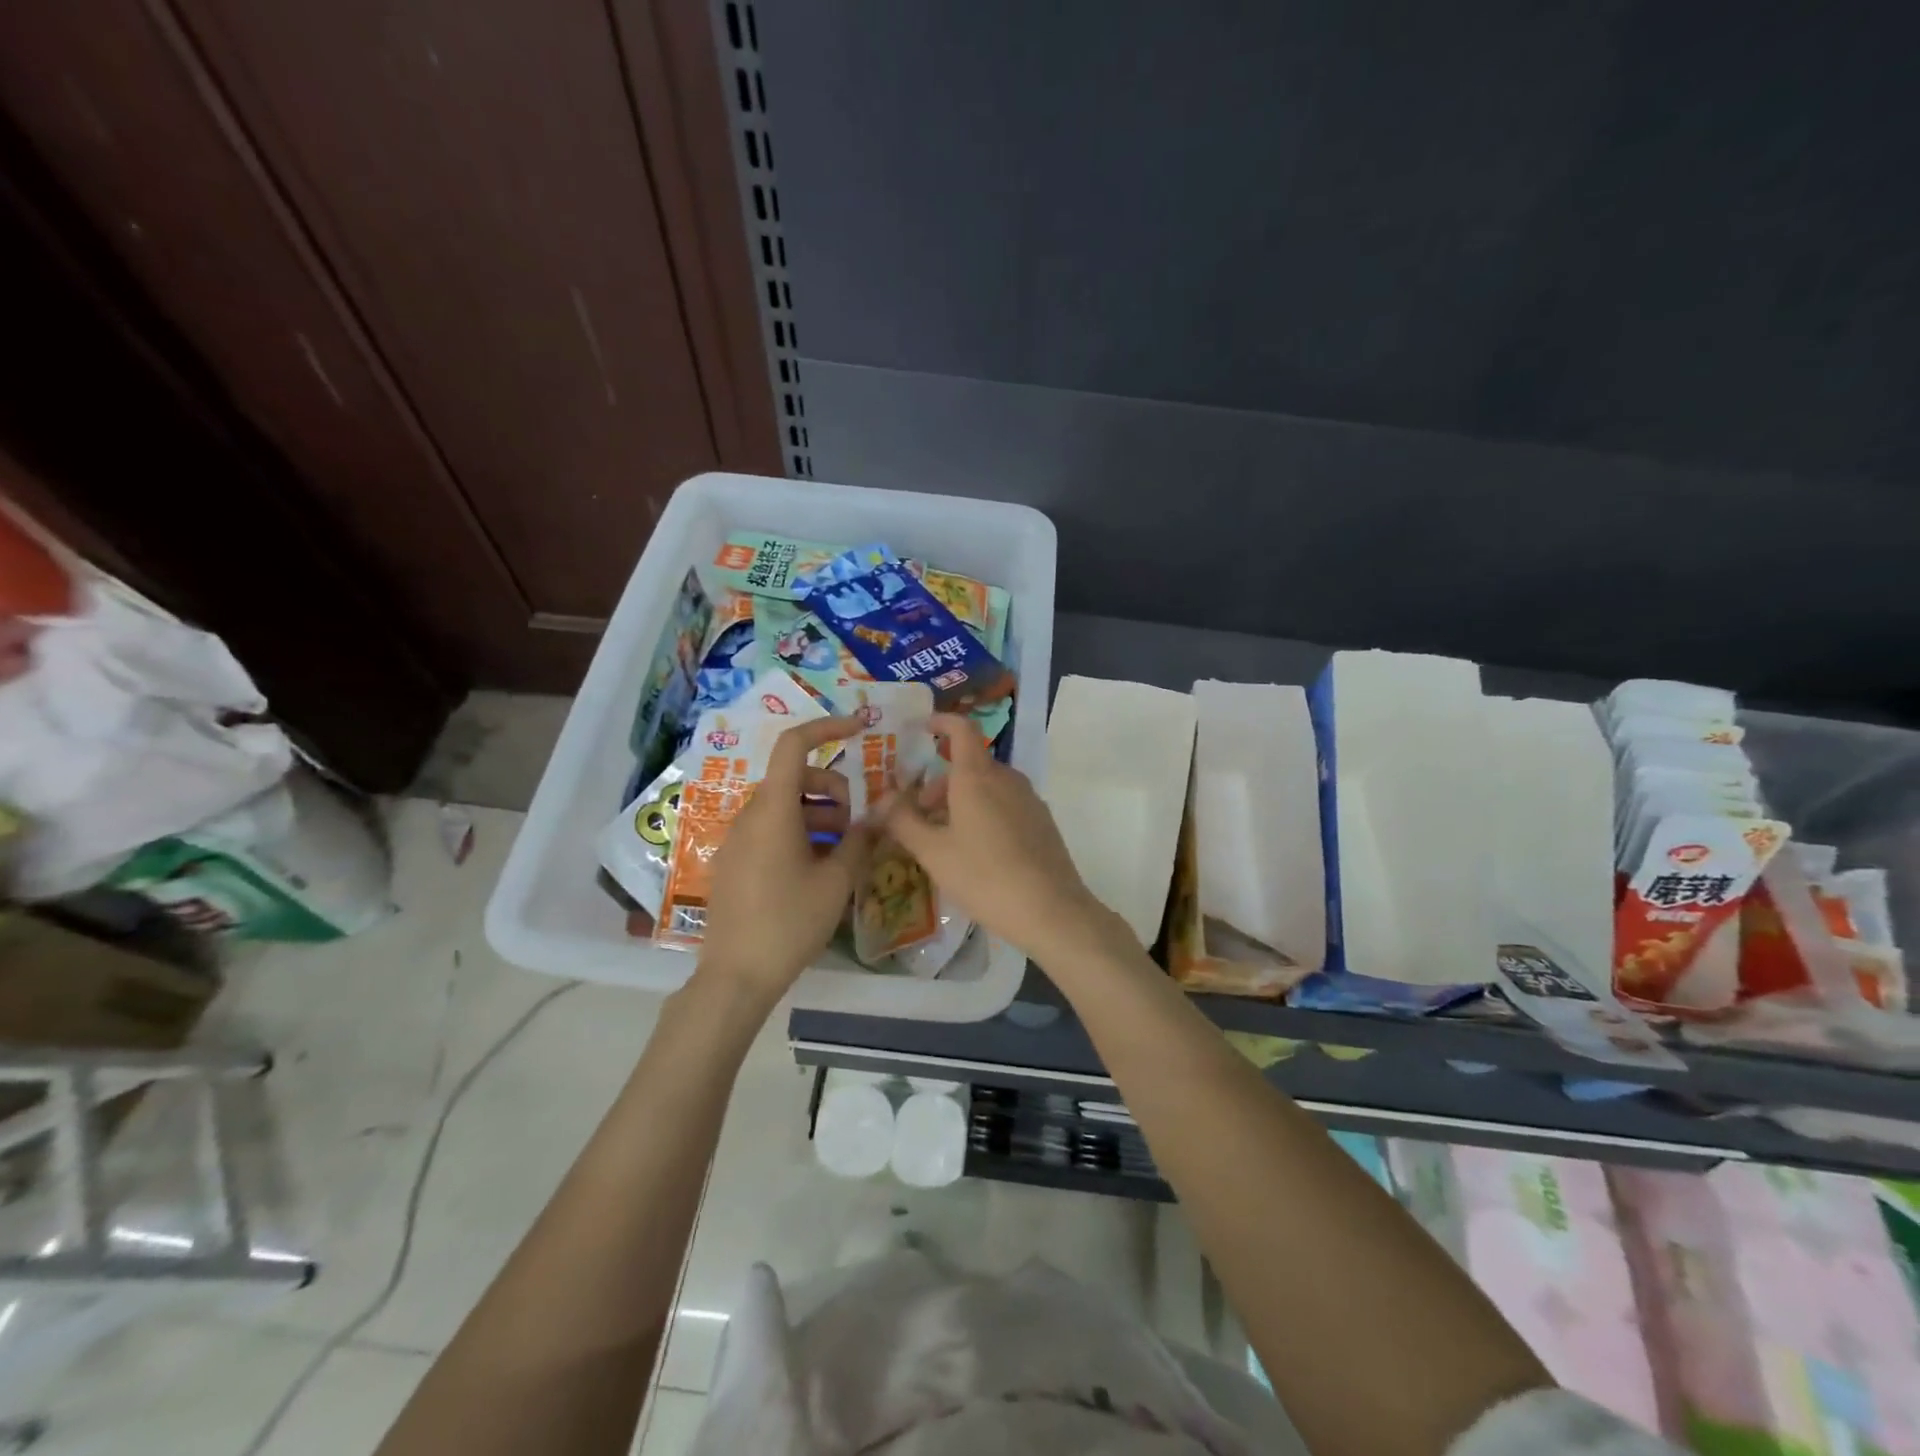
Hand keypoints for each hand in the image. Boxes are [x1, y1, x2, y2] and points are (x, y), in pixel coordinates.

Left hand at [698, 716, 872, 1003]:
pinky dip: (800, 832)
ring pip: (786, 805)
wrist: (736, 977)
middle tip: (855, 827)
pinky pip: (771, 828)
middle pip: (797, 777)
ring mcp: (738, 838)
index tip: (860, 729)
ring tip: (841, 852)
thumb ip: (861, 840)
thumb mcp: (836, 882)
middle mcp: (750, 815)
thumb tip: (881, 814)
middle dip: (833, 790)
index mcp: (774, 810)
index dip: (827, 727)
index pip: (795, 745)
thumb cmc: (790, 923)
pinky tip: (817, 868)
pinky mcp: (734, 860)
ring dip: (819, 815)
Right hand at [882, 714, 1123, 966]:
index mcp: (977, 777)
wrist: (1050, 910)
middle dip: (940, 781)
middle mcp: (1006, 778)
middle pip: (970, 764)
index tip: (922, 728)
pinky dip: (984, 811)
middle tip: (918, 813)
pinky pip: (1006, 803)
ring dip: (961, 799)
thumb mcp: (933, 853)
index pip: (961, 730)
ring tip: (944, 837)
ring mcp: (1029, 799)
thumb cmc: (984, 877)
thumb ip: (903, 821)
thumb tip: (880, 800)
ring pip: (988, 786)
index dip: (941, 722)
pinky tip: (977, 851)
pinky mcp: (1042, 821)